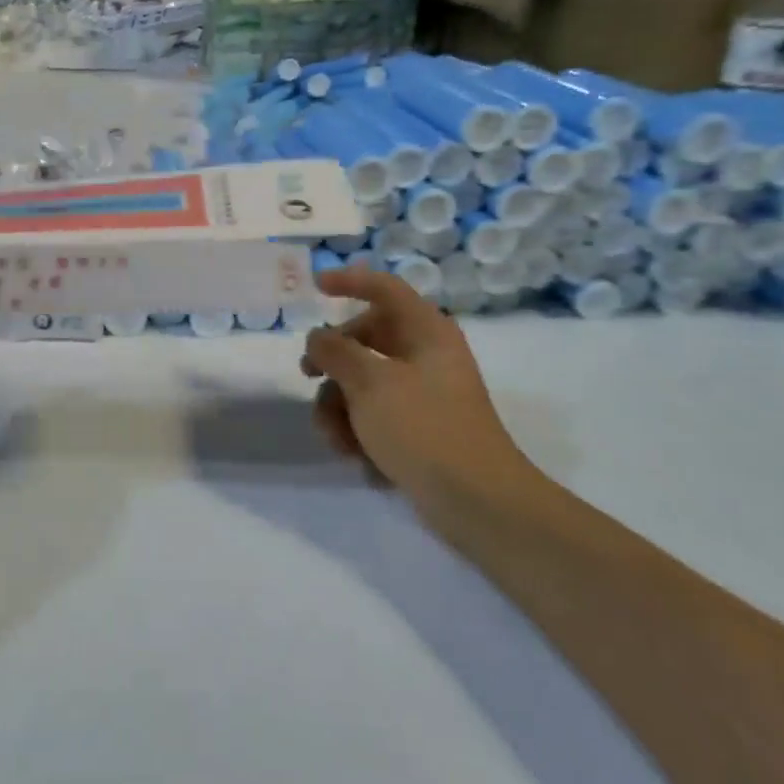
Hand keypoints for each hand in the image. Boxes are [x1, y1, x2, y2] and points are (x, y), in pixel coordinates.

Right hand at [302, 267, 536, 514]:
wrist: (475, 501)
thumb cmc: (423, 428)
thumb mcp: (369, 383)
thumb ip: (335, 352)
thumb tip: (318, 337)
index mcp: (426, 332)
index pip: (385, 289)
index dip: (350, 282)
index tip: (315, 287)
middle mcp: (426, 357)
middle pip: (365, 340)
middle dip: (333, 364)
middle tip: (308, 376)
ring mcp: (423, 395)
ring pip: (362, 384)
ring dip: (340, 410)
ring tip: (339, 441)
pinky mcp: (418, 430)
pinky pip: (375, 417)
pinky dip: (360, 434)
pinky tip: (360, 459)